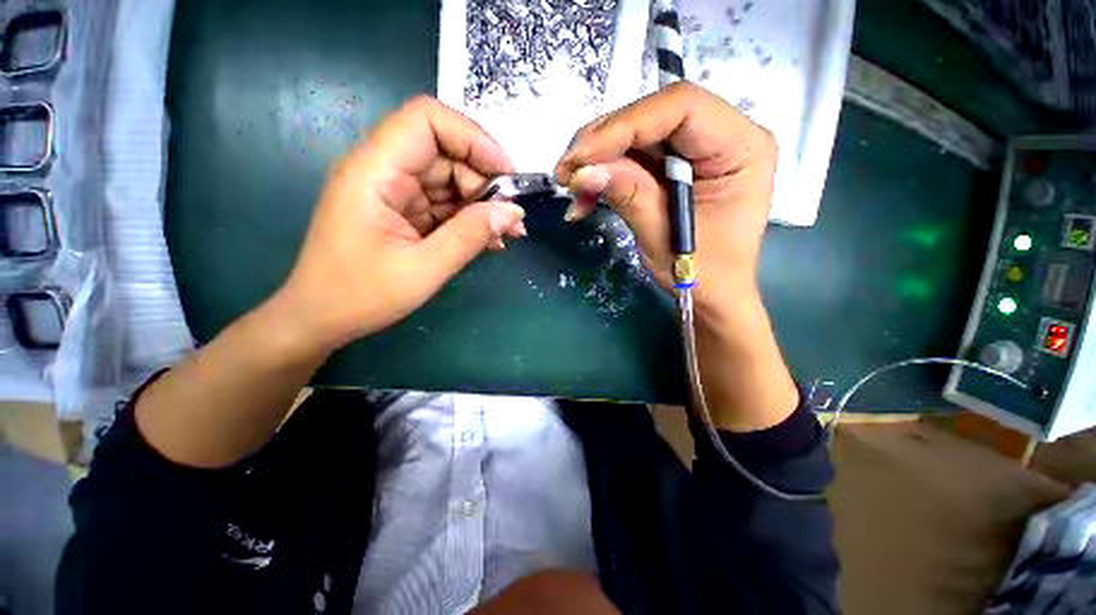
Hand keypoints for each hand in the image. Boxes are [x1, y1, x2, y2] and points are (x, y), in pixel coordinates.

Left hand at [273, 96, 526, 351]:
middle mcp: (383, 170)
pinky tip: (489, 239)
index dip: (473, 138)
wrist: (321, 319)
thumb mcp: (424, 270)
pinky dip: (469, 217)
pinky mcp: (402, 210)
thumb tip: (513, 212)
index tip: (506, 175)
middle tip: (511, 218)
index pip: (427, 120)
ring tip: (507, 233)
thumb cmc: (361, 297)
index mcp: (375, 172)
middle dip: (484, 180)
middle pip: (444, 151)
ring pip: (449, 178)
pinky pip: (444, 202)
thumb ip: (470, 236)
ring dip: (482, 202)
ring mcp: (393, 191)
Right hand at [554, 82, 776, 318]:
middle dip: (603, 143)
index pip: (681, 107)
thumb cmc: (702, 273)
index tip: (582, 157)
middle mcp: (724, 135)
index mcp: (740, 147)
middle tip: (566, 172)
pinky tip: (586, 197)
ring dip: (598, 160)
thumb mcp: (663, 236)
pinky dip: (606, 175)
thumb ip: (628, 195)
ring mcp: (699, 149)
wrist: (712, 294)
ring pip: (638, 135)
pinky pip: (635, 158)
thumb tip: (584, 171)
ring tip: (572, 188)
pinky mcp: (678, 165)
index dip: (625, 126)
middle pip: (654, 116)